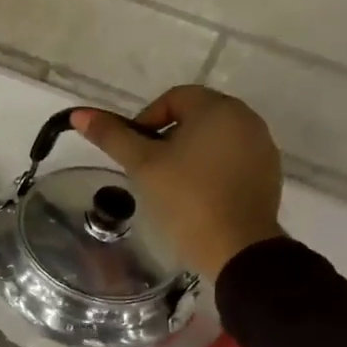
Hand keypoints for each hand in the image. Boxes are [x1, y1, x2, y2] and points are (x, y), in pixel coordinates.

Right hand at [71, 86, 283, 281]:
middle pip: (194, 116)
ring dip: (187, 153)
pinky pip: (230, 158)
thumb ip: (112, 136)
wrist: (236, 247)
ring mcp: (261, 146)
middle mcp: (245, 119)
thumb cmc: (185, 198)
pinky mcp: (267, 172)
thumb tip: (78, 114)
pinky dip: (209, 169)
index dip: (145, 121)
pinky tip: (195, 196)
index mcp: (217, 108)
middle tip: (148, 170)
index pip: (172, 98)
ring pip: (212, 138)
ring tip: (169, 185)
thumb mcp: (142, 165)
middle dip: (166, 138)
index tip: (134, 153)